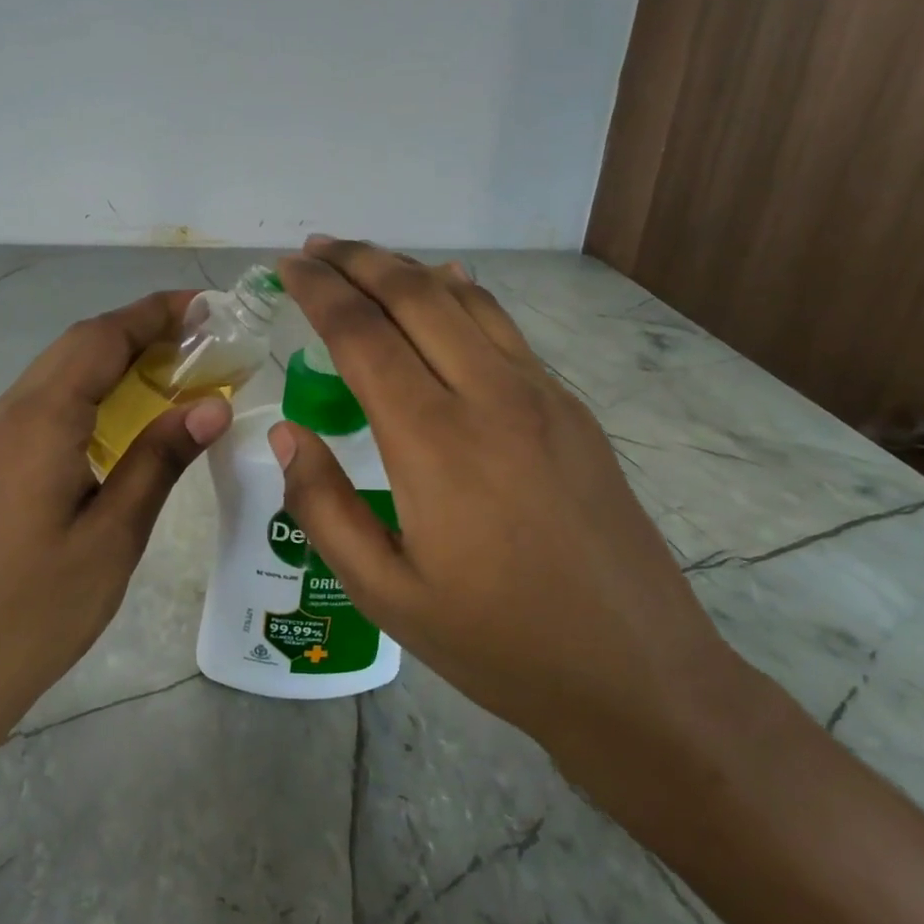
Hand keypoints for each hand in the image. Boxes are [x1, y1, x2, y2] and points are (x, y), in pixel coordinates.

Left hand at [0, 291, 232, 747]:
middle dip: (139, 330)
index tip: (204, 306)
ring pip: (58, 373)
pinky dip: (90, 393)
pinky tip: (124, 419)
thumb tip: (211, 404)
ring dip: (114, 360)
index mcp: (38, 423)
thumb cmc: (36, 611)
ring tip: (174, 371)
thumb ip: (159, 460)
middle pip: (77, 346)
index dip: (153, 313)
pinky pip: (44, 405)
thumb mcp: (113, 536)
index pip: (100, 338)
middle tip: (201, 340)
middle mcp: (6, 414)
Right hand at [272, 238, 745, 794]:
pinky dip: (463, 297)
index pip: (362, 334)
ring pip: (465, 301)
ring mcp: (541, 397)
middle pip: (414, 296)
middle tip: (315, 248)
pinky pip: (506, 330)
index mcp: (434, 442)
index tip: (288, 267)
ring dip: (408, 271)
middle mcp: (490, 397)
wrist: (638, 675)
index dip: (320, 291)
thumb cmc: (497, 643)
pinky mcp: (572, 410)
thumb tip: (285, 433)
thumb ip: (324, 506)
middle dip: (359, 261)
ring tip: (365, 261)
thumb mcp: (385, 592)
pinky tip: (446, 290)